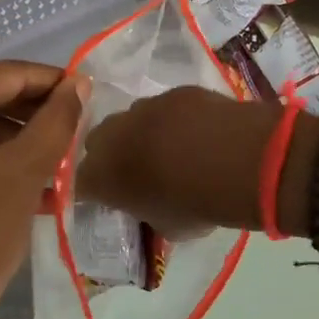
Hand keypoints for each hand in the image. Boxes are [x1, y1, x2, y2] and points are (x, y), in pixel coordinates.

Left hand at [0, 62, 86, 318]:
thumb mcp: (27, 171)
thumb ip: (57, 119)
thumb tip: (79, 82)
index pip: (6, 74)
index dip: (51, 81)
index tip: (86, 94)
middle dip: (32, 114)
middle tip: (73, 134)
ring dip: (13, 140)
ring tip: (55, 166)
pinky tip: (22, 184)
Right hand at [79, 86, 291, 235]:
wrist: (238, 161)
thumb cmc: (197, 204)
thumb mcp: (166, 227)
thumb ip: (147, 212)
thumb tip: (151, 205)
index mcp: (102, 176)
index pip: (80, 182)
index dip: (94, 189)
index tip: (110, 197)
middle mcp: (112, 136)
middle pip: (97, 143)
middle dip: (112, 155)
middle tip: (137, 171)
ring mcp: (144, 107)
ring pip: (130, 119)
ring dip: (141, 133)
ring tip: (170, 150)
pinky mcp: (174, 92)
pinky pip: (163, 107)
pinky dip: (173, 119)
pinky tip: (197, 133)